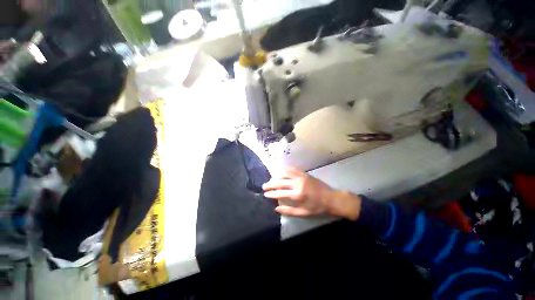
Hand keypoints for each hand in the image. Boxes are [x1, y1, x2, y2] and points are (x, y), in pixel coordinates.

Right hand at [262, 167, 361, 219]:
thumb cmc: (317, 207)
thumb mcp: (303, 213)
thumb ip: (289, 211)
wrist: (331, 198)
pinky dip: (285, 170)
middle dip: (270, 184)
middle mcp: (297, 183)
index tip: (265, 194)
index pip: (279, 193)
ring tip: (271, 179)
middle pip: (280, 182)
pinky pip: (292, 169)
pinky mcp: (304, 173)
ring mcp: (301, 177)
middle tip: (264, 186)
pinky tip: (281, 172)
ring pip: (284, 173)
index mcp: (297, 195)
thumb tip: (276, 208)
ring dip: (276, 176)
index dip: (271, 194)